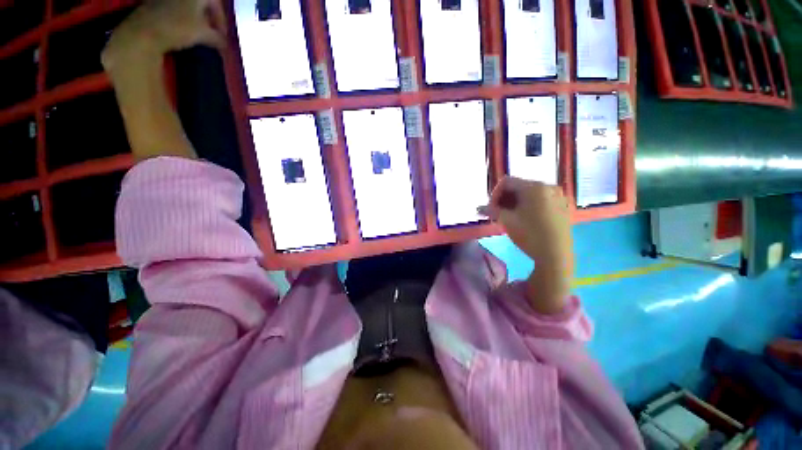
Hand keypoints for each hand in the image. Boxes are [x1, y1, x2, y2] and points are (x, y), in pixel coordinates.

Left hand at [102, 0, 225, 69]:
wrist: (145, 31)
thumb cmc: (179, 28)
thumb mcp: (205, 35)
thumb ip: (218, 38)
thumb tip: (224, 44)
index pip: (216, 3)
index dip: (222, 21)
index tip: (223, 36)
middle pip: (202, 4)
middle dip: (209, 20)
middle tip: (212, 35)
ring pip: (189, 7)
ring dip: (196, 20)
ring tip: (198, 36)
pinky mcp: (155, 4)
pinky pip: (175, 10)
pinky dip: (183, 19)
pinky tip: (183, 32)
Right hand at [479, 177, 572, 312]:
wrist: (556, 255)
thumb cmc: (530, 235)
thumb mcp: (507, 221)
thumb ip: (491, 211)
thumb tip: (478, 208)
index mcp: (534, 186)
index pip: (506, 182)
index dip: (495, 194)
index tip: (491, 209)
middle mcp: (547, 186)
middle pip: (518, 186)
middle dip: (505, 199)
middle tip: (498, 214)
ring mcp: (557, 196)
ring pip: (529, 193)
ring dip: (515, 202)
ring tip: (510, 217)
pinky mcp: (562, 206)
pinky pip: (540, 199)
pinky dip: (528, 205)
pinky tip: (525, 219)